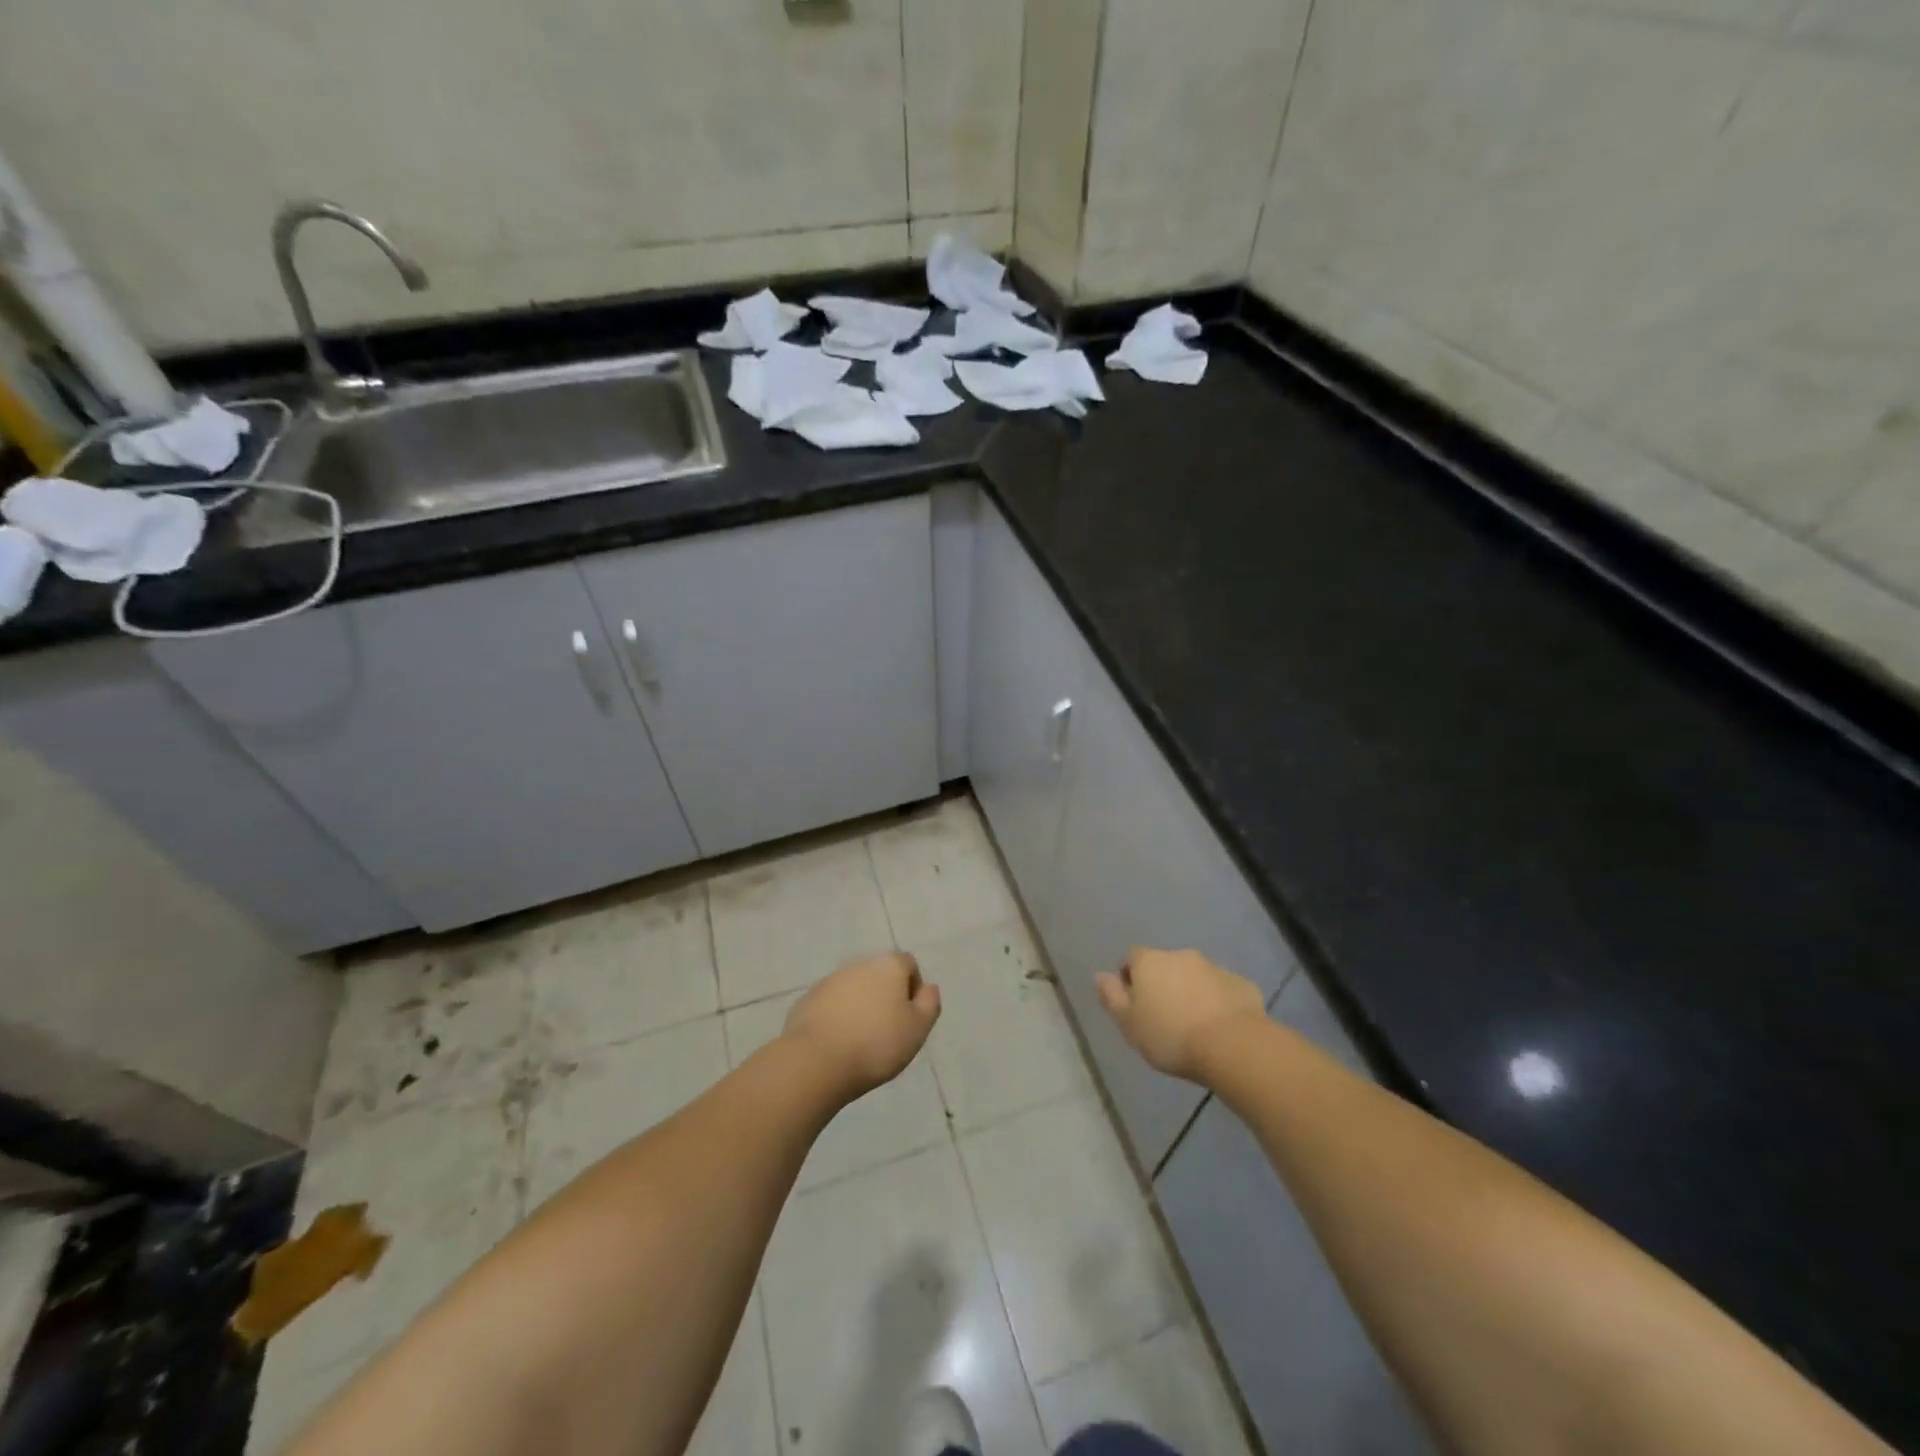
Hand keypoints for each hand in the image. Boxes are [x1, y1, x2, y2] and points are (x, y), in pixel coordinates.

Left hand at [782, 952, 940, 1101]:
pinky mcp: (808, 999)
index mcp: (888, 965)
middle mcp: (859, 963)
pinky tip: (838, 1042)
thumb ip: (929, 1004)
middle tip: (888, 1030)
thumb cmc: (877, 1044)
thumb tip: (928, 987)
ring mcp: (830, 980)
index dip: (914, 989)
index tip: (910, 1018)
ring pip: (854, 988)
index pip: (909, 965)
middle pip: (880, 974)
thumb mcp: (918, 1029)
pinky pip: (831, 1003)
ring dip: (861, 1005)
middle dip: (886, 996)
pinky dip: (838, 1016)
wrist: (817, 1061)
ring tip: (861, 1039)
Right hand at [1096, 947, 1265, 1081]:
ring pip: (1195, 976)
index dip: (1130, 977)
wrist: (1232, 1046)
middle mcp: (1181, 955)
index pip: (1132, 957)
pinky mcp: (1242, 984)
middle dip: (1163, 984)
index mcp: (1150, 961)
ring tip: (1193, 1024)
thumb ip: (1111, 997)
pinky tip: (1220, 1027)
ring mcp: (1215, 967)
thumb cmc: (1170, 1036)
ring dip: (1191, 991)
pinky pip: (1223, 989)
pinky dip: (1218, 1001)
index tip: (1134, 1004)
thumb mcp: (1128, 1023)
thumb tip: (1099, 975)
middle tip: (1163, 1016)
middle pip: (1165, 965)